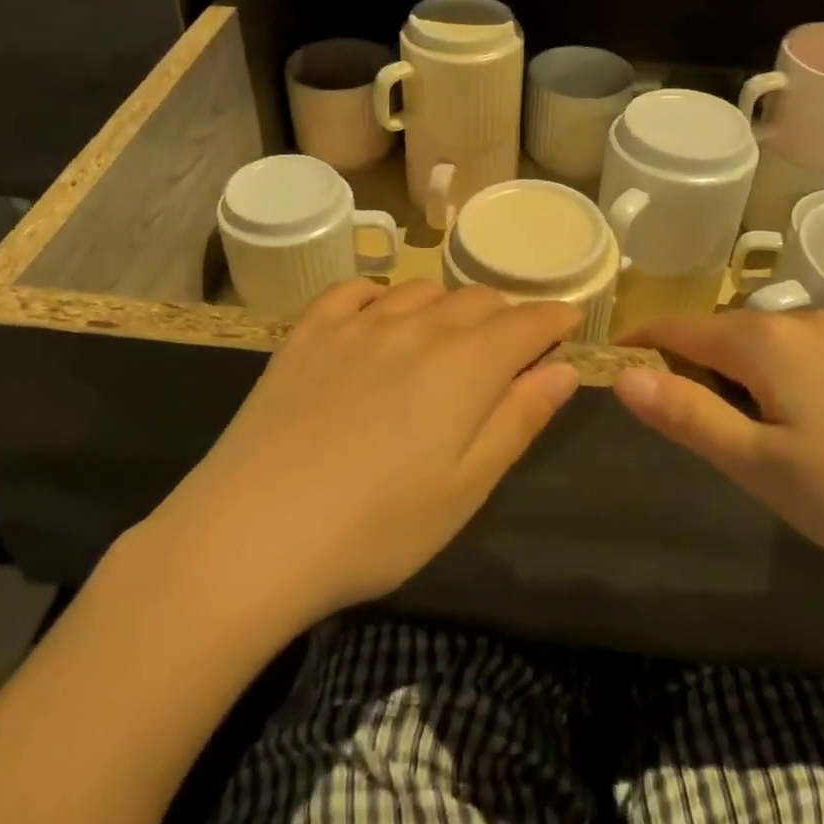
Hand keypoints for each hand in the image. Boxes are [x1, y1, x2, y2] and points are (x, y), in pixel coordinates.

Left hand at [146, 280, 580, 627]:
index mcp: (466, 365)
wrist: (253, 534)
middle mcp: (417, 328)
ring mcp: (356, 326)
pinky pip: (354, 291)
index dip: (555, 318)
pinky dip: (381, 293)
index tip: (570, 321)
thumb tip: (564, 369)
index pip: (527, 322)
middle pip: (477, 300)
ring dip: (449, 304)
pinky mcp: (307, 335)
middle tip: (513, 343)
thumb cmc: (377, 526)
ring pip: (420, 290)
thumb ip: (519, 419)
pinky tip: (380, 312)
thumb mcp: (467, 486)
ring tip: (452, 331)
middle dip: (506, 314)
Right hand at [614, 310, 823, 597]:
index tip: (622, 358)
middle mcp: (819, 322)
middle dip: (711, 364)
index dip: (647, 342)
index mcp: (769, 344)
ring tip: (785, 423)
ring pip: (801, 343)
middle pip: (742, 334)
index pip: (684, 329)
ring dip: (773, 370)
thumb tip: (622, 376)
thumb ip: (687, 416)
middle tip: (708, 415)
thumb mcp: (761, 468)